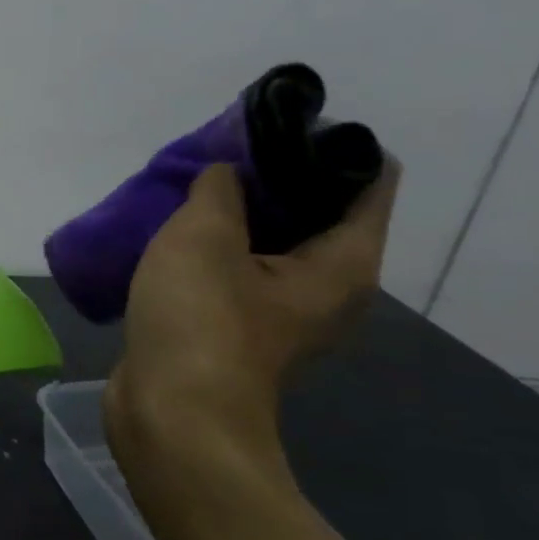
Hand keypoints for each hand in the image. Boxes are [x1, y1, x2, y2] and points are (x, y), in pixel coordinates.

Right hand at [104, 159, 399, 491]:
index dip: (326, 143)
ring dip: (235, 211)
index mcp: (343, 263)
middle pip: (317, 208)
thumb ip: (218, 189)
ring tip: (191, 184)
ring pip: (270, 240)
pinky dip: (213, 246)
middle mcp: (327, 287)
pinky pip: (236, 268)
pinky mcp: (237, 328)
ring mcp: (280, 311)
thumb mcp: (204, 236)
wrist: (170, 414)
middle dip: (272, 174)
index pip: (368, 178)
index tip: (273, 125)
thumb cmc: (200, 322)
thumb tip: (224, 173)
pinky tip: (172, 231)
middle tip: (221, 152)